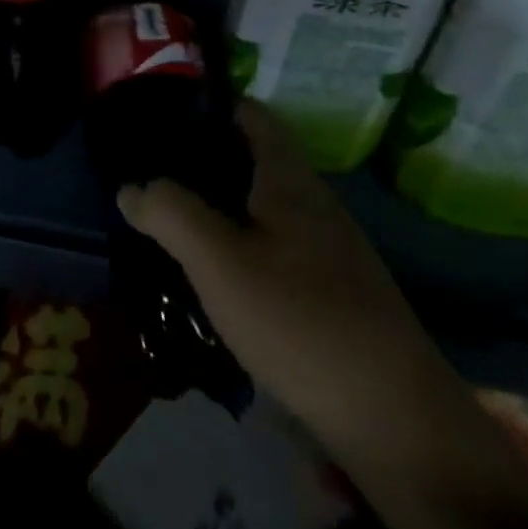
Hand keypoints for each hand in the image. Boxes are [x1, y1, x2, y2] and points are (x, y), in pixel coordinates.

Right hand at [117, 99, 453, 454]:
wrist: (395, 421)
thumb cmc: (300, 321)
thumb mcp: (219, 262)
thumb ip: (171, 214)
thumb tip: (132, 187)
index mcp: (289, 180)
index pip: (251, 115)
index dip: (208, 106)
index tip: (161, 121)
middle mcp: (314, 202)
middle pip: (254, 159)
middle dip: (203, 162)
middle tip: (151, 179)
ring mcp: (330, 249)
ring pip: (263, 206)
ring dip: (219, 207)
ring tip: (172, 225)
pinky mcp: (334, 291)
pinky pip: (275, 246)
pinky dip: (240, 245)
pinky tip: (216, 278)